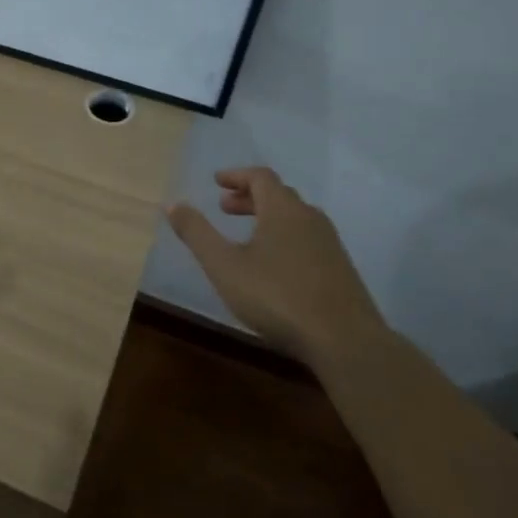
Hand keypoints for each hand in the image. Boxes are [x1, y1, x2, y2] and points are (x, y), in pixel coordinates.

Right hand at [166, 167, 384, 363]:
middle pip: (279, 195)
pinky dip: (283, 237)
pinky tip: (273, 265)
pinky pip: (307, 239)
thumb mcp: (224, 265)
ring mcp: (330, 244)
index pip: (260, 177)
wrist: (344, 341)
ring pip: (295, 218)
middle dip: (249, 197)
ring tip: (246, 236)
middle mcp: (310, 219)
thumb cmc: (277, 296)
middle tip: (224, 208)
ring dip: (267, 217)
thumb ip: (197, 233)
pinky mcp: (340, 269)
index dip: (236, 176)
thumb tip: (173, 204)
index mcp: (283, 210)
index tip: (216, 182)